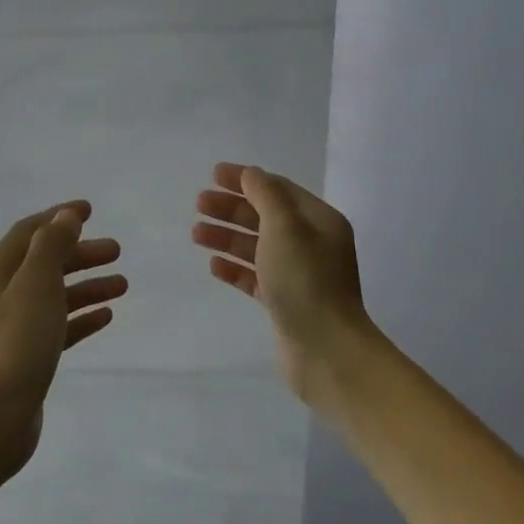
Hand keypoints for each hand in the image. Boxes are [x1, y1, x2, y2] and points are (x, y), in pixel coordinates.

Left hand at [0, 201, 125, 478]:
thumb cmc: (15, 345)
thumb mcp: (36, 286)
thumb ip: (51, 247)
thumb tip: (65, 216)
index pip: (28, 232)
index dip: (58, 218)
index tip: (91, 211)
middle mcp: (1, 297)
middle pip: (44, 263)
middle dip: (80, 253)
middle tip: (117, 251)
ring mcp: (13, 330)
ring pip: (54, 296)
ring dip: (86, 286)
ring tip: (123, 285)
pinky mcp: (26, 358)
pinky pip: (58, 328)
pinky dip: (81, 318)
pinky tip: (106, 317)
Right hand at [193, 162, 373, 408]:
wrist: (326, 350)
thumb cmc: (305, 282)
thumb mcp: (285, 228)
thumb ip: (265, 196)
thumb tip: (250, 174)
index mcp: (319, 221)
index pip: (278, 190)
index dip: (246, 179)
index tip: (213, 174)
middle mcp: (311, 244)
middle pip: (265, 217)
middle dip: (232, 208)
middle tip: (199, 204)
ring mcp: (298, 275)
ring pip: (257, 247)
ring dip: (227, 237)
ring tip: (196, 234)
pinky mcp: (284, 302)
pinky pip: (255, 277)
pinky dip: (235, 268)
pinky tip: (213, 266)